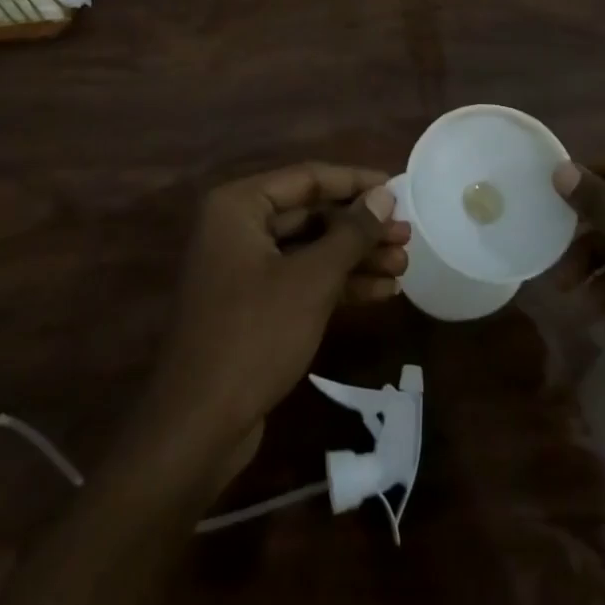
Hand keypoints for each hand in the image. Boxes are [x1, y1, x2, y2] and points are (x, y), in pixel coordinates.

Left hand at [137, 165, 406, 481]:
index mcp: (239, 206)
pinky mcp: (253, 305)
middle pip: (311, 214)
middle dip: (360, 227)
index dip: (356, 182)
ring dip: (355, 257)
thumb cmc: (254, 335)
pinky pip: (301, 280)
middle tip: (407, 235)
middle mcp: (238, 227)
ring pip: (310, 249)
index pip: (308, 178)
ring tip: (404, 265)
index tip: (398, 188)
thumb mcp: (311, 279)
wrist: (197, 426)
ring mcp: (244, 268)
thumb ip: (351, 233)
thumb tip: (384, 196)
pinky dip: (338, 284)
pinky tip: (381, 292)